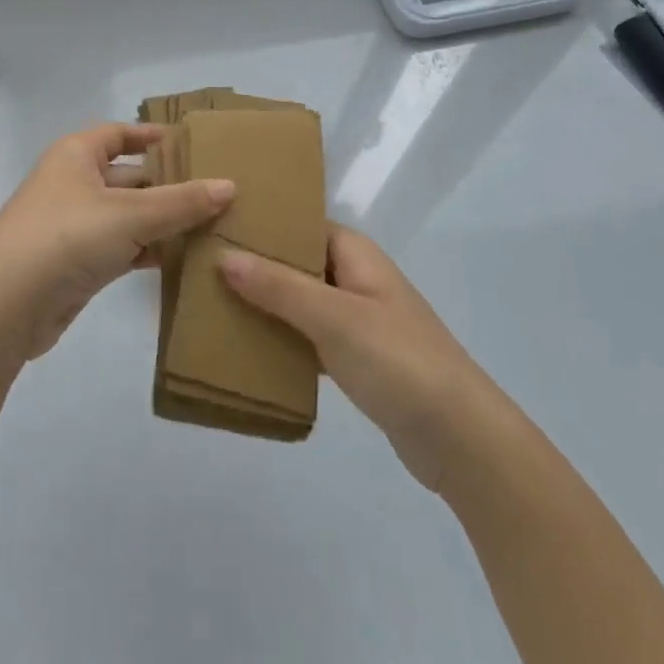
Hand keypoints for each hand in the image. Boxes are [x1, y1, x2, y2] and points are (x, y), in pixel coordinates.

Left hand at [0, 124, 234, 362]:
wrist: (6, 305)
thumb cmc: (66, 237)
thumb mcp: (130, 214)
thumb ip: (181, 202)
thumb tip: (229, 186)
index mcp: (78, 155)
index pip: (120, 134)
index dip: (153, 136)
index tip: (193, 145)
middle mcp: (75, 183)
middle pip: (130, 176)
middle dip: (170, 185)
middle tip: (221, 193)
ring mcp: (76, 225)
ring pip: (129, 215)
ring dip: (164, 222)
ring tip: (214, 227)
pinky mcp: (80, 263)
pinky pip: (123, 247)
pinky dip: (149, 251)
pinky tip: (184, 260)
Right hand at [220, 226, 489, 492]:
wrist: (461, 439)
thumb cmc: (398, 361)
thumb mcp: (333, 317)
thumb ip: (278, 286)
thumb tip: (224, 256)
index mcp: (355, 254)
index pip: (300, 224)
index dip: (261, 223)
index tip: (214, 224)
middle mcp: (356, 278)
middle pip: (297, 262)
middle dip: (255, 265)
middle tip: (202, 266)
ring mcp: (358, 320)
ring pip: (299, 301)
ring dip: (265, 304)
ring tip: (212, 302)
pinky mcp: (357, 359)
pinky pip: (308, 337)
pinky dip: (282, 339)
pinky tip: (246, 347)